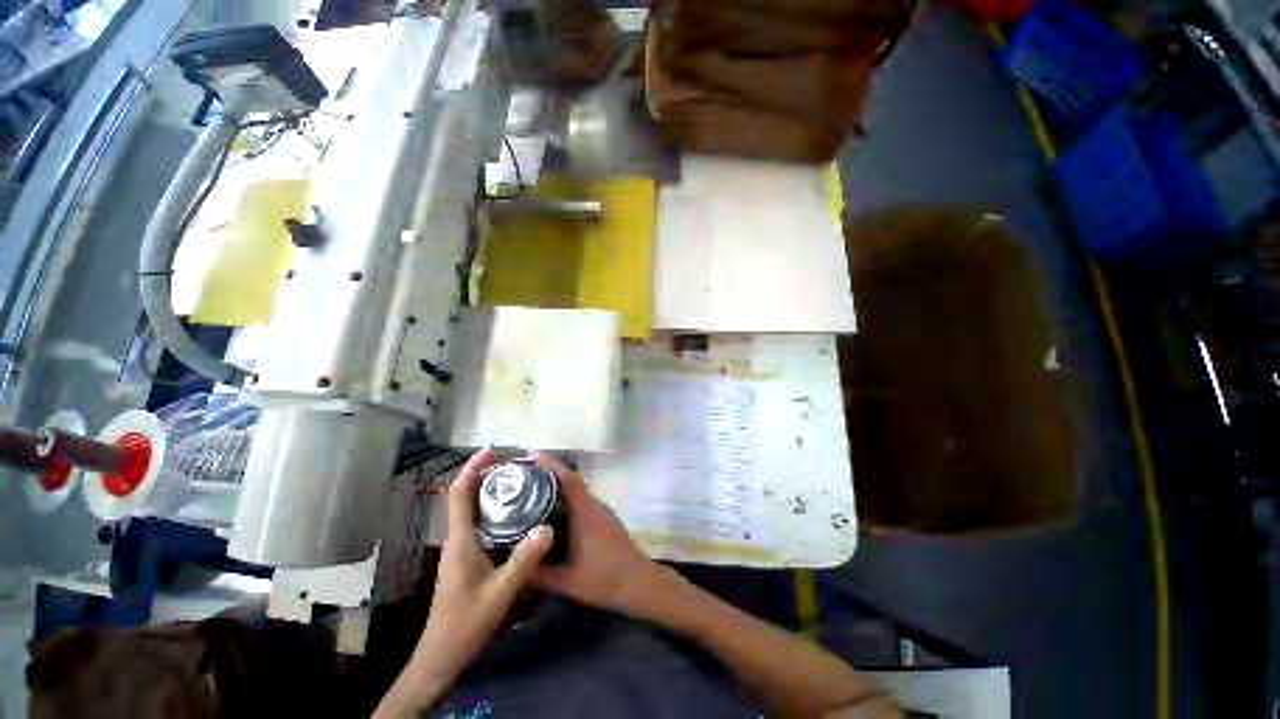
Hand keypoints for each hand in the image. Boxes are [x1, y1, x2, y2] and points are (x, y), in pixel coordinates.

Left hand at [392, 449, 552, 711]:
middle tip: (513, 465)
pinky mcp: (465, 559)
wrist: (442, 656)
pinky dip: (491, 510)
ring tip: (516, 482)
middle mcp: (457, 539)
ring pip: (471, 510)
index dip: (472, 468)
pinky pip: (477, 524)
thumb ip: (524, 560)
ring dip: (487, 492)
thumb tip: (549, 528)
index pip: (460, 494)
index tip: (490, 451)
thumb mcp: (501, 592)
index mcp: (460, 540)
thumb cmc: (466, 622)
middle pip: (465, 497)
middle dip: (483, 475)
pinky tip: (513, 515)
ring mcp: (460, 550)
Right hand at [530, 454, 668, 615]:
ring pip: (577, 491)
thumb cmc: (604, 579)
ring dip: (558, 487)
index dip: (550, 465)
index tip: (532, 455)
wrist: (638, 582)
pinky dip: (567, 499)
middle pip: (571, 481)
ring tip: (532, 491)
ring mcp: (601, 511)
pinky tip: (553, 513)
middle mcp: (594, 505)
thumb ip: (540, 574)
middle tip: (523, 475)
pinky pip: (582, 501)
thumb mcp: (568, 582)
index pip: (567, 480)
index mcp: (585, 513)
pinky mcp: (604, 518)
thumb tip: (513, 567)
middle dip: (549, 474)